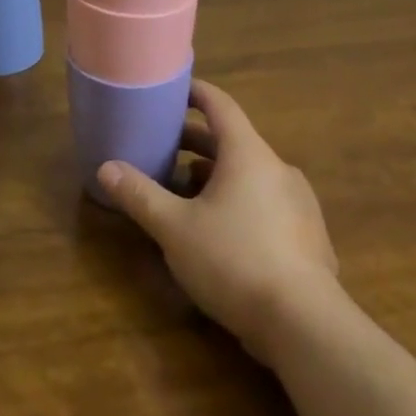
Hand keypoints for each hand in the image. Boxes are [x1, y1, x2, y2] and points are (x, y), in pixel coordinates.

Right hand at [99, 79, 343, 365]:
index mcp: (248, 154)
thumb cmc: (235, 260)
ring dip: (216, 178)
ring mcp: (299, 204)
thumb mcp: (175, 228)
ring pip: (250, 177)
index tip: (175, 90)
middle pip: (233, 143)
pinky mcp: (309, 238)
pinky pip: (267, 205)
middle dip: (197, 145)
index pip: (221, 106)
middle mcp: (277, 169)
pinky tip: (220, 234)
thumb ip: (140, 195)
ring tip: (185, 196)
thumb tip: (106, 168)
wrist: (306, 326)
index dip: (197, 93)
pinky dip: (240, 204)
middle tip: (164, 149)